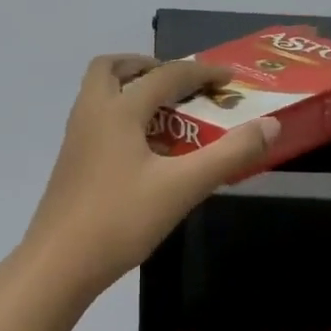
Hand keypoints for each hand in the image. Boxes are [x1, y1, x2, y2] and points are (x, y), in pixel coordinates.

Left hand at [22, 54, 277, 297]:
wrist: (59, 263)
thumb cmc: (121, 220)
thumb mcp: (183, 187)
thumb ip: (229, 155)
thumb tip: (271, 125)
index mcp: (117, 111)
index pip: (165, 75)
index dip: (201, 73)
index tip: (230, 79)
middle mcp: (91, 114)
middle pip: (111, 69)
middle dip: (147, 66)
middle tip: (178, 84)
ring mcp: (75, 140)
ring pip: (100, 96)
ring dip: (132, 92)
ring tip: (167, 117)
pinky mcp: (71, 165)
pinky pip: (97, 123)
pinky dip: (122, 119)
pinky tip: (144, 153)